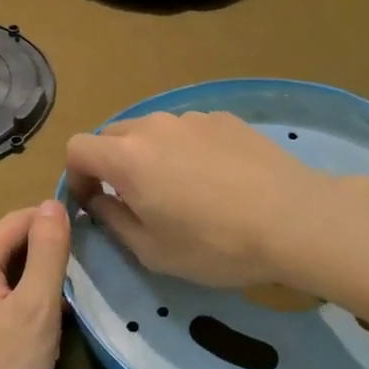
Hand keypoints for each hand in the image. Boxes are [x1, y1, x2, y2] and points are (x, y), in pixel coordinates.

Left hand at [0, 201, 70, 368]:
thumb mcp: (37, 310)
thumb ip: (48, 251)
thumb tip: (54, 203)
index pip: (21, 219)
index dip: (57, 225)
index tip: (92, 246)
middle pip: (11, 246)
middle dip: (48, 258)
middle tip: (83, 284)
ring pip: (5, 276)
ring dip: (37, 286)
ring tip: (68, 311)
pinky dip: (20, 308)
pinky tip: (39, 337)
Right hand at [65, 111, 368, 287]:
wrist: (293, 218)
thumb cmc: (215, 244)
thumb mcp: (153, 251)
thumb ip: (114, 221)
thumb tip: (99, 202)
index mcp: (127, 157)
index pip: (77, 148)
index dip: (76, 176)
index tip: (94, 203)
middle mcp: (154, 126)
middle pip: (113, 135)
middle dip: (110, 165)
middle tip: (134, 200)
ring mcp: (191, 117)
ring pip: (152, 131)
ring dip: (150, 156)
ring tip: (181, 190)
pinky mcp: (224, 118)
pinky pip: (188, 130)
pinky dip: (185, 149)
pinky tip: (216, 179)